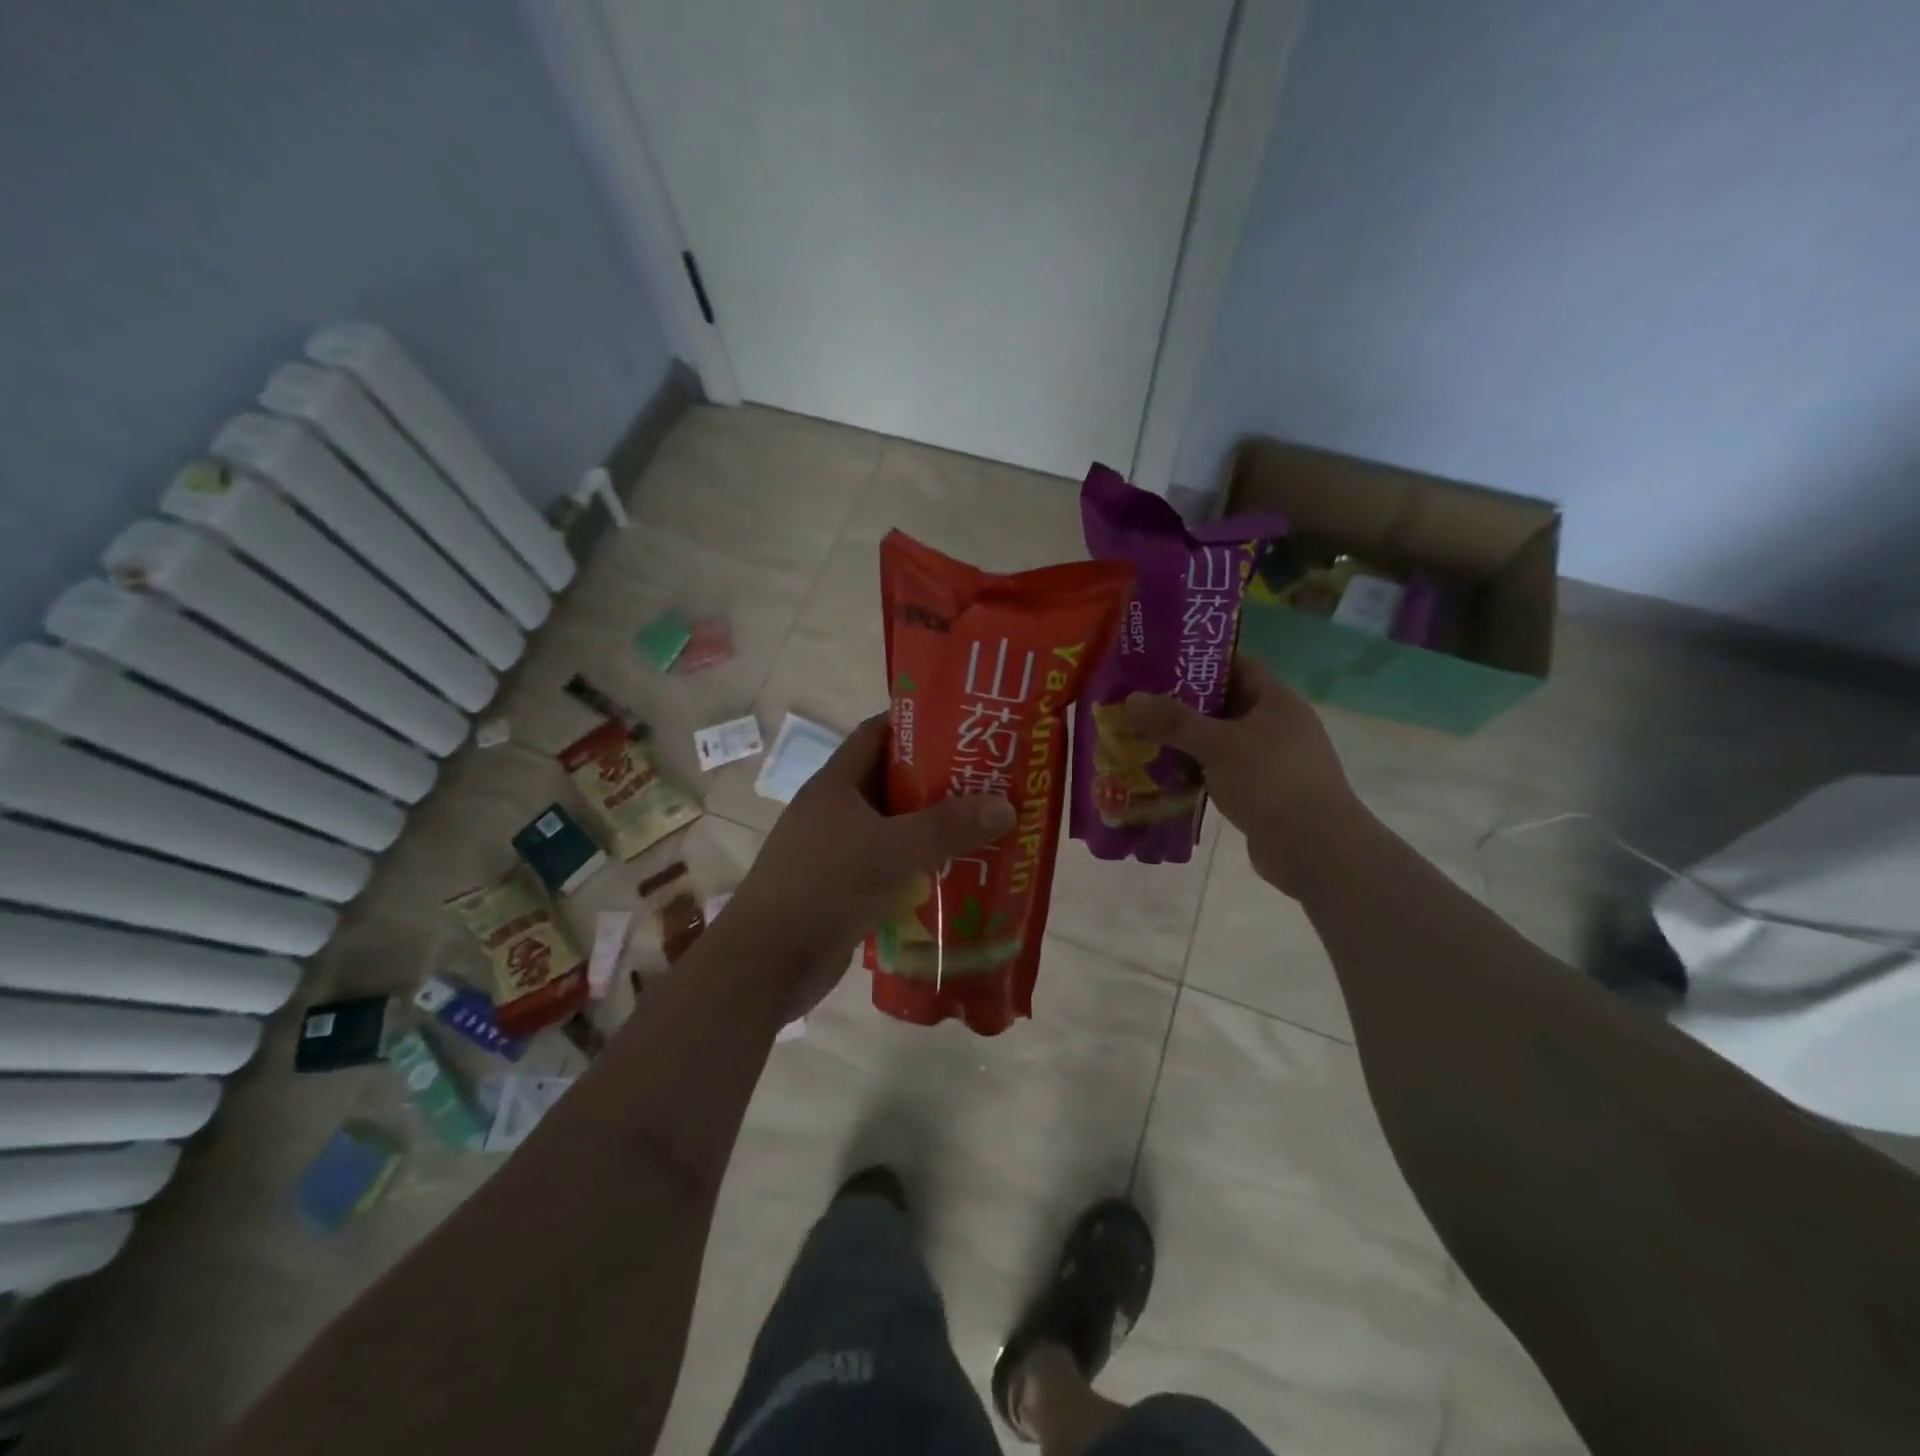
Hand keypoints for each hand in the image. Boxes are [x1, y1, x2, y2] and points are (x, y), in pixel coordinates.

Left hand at [722, 713, 1016, 1014]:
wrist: (765, 966)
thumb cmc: (820, 889)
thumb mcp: (886, 851)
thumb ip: (945, 828)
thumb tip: (1006, 806)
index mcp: (836, 784)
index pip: (878, 733)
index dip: (918, 723)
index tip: (965, 725)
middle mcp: (838, 811)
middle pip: (894, 781)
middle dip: (940, 779)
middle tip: (991, 779)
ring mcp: (841, 851)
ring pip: (897, 827)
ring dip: (936, 828)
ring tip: (988, 824)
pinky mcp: (848, 889)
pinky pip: (894, 866)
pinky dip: (924, 866)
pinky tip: (962, 873)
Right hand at [1122, 660, 1366, 897]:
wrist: (1315, 849)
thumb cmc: (1270, 781)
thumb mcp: (1218, 745)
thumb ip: (1174, 722)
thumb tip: (1131, 700)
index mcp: (1278, 702)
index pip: (1239, 666)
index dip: (1203, 663)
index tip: (1163, 667)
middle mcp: (1280, 726)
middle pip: (1227, 705)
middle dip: (1186, 706)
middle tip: (1144, 706)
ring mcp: (1275, 762)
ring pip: (1224, 742)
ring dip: (1189, 744)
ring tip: (1146, 741)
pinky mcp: (1266, 794)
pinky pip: (1225, 773)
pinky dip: (1199, 773)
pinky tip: (1168, 779)